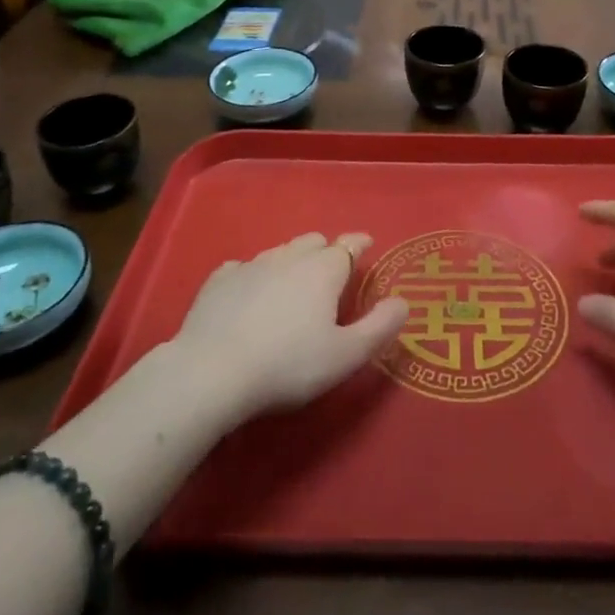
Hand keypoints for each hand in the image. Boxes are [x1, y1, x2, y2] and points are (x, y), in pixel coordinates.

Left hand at [171, 232, 409, 421]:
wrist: (211, 372)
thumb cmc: (287, 366)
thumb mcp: (345, 356)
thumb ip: (379, 327)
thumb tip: (403, 302)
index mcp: (323, 270)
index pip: (348, 245)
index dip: (360, 244)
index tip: (367, 244)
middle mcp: (289, 257)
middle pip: (313, 242)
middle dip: (325, 252)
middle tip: (330, 276)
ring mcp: (250, 265)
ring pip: (279, 251)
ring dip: (291, 262)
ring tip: (292, 287)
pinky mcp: (218, 281)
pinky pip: (242, 268)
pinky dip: (253, 277)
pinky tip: (249, 294)